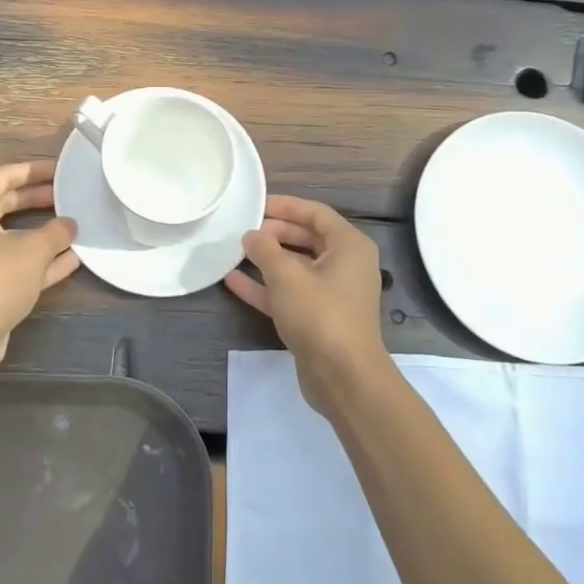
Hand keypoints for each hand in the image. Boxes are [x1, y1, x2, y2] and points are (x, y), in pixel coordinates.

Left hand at [0, 161, 78, 374]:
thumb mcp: (33, 248)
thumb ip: (56, 231)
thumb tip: (70, 224)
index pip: (4, 177)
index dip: (34, 170)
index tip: (62, 170)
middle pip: (8, 204)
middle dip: (39, 199)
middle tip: (70, 195)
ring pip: (16, 236)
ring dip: (44, 232)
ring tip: (76, 224)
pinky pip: (20, 264)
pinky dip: (44, 260)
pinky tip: (74, 258)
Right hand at [226, 195, 390, 413]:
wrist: (344, 378)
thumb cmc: (320, 315)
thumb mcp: (287, 276)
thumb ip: (265, 249)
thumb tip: (251, 235)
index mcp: (349, 246)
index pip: (315, 213)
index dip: (285, 205)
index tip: (255, 204)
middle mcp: (345, 265)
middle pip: (305, 238)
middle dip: (274, 233)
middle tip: (243, 230)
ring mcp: (332, 293)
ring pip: (295, 267)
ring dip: (266, 260)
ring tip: (234, 251)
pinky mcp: (318, 318)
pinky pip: (289, 293)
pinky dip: (265, 286)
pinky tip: (233, 281)